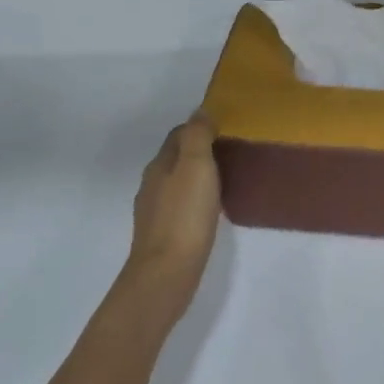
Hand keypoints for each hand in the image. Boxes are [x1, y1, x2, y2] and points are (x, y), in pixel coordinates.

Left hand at [122, 113, 221, 316]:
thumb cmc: (185, 215)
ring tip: (226, 180)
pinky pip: (181, 206)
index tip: (225, 130)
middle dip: (199, 152)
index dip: (199, 128)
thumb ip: (197, 136)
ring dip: (197, 177)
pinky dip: (195, 200)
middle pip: (176, 158)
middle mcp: (152, 184)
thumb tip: (200, 111)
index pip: (178, 135)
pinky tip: (210, 210)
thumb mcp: (196, 166)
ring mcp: (155, 211)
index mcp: (160, 165)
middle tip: (231, 153)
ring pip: (177, 183)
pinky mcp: (164, 234)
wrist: (167, 272)